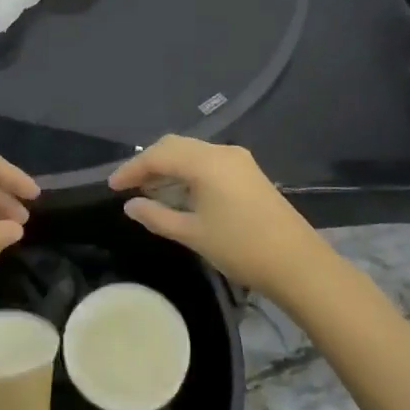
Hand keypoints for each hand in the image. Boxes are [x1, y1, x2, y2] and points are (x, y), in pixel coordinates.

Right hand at [107, 136, 325, 298]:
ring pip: (192, 152)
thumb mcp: (192, 234)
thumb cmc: (241, 248)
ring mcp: (238, 160)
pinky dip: (187, 171)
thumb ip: (157, 216)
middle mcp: (221, 152)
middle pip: (175, 146)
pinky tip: (179, 192)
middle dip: (149, 162)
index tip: (111, 186)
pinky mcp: (248, 173)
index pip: (158, 155)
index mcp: (206, 162)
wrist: (298, 263)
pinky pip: (208, 161)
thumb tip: (130, 205)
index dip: (132, 168)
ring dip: (169, 166)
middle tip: (128, 185)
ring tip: (148, 189)